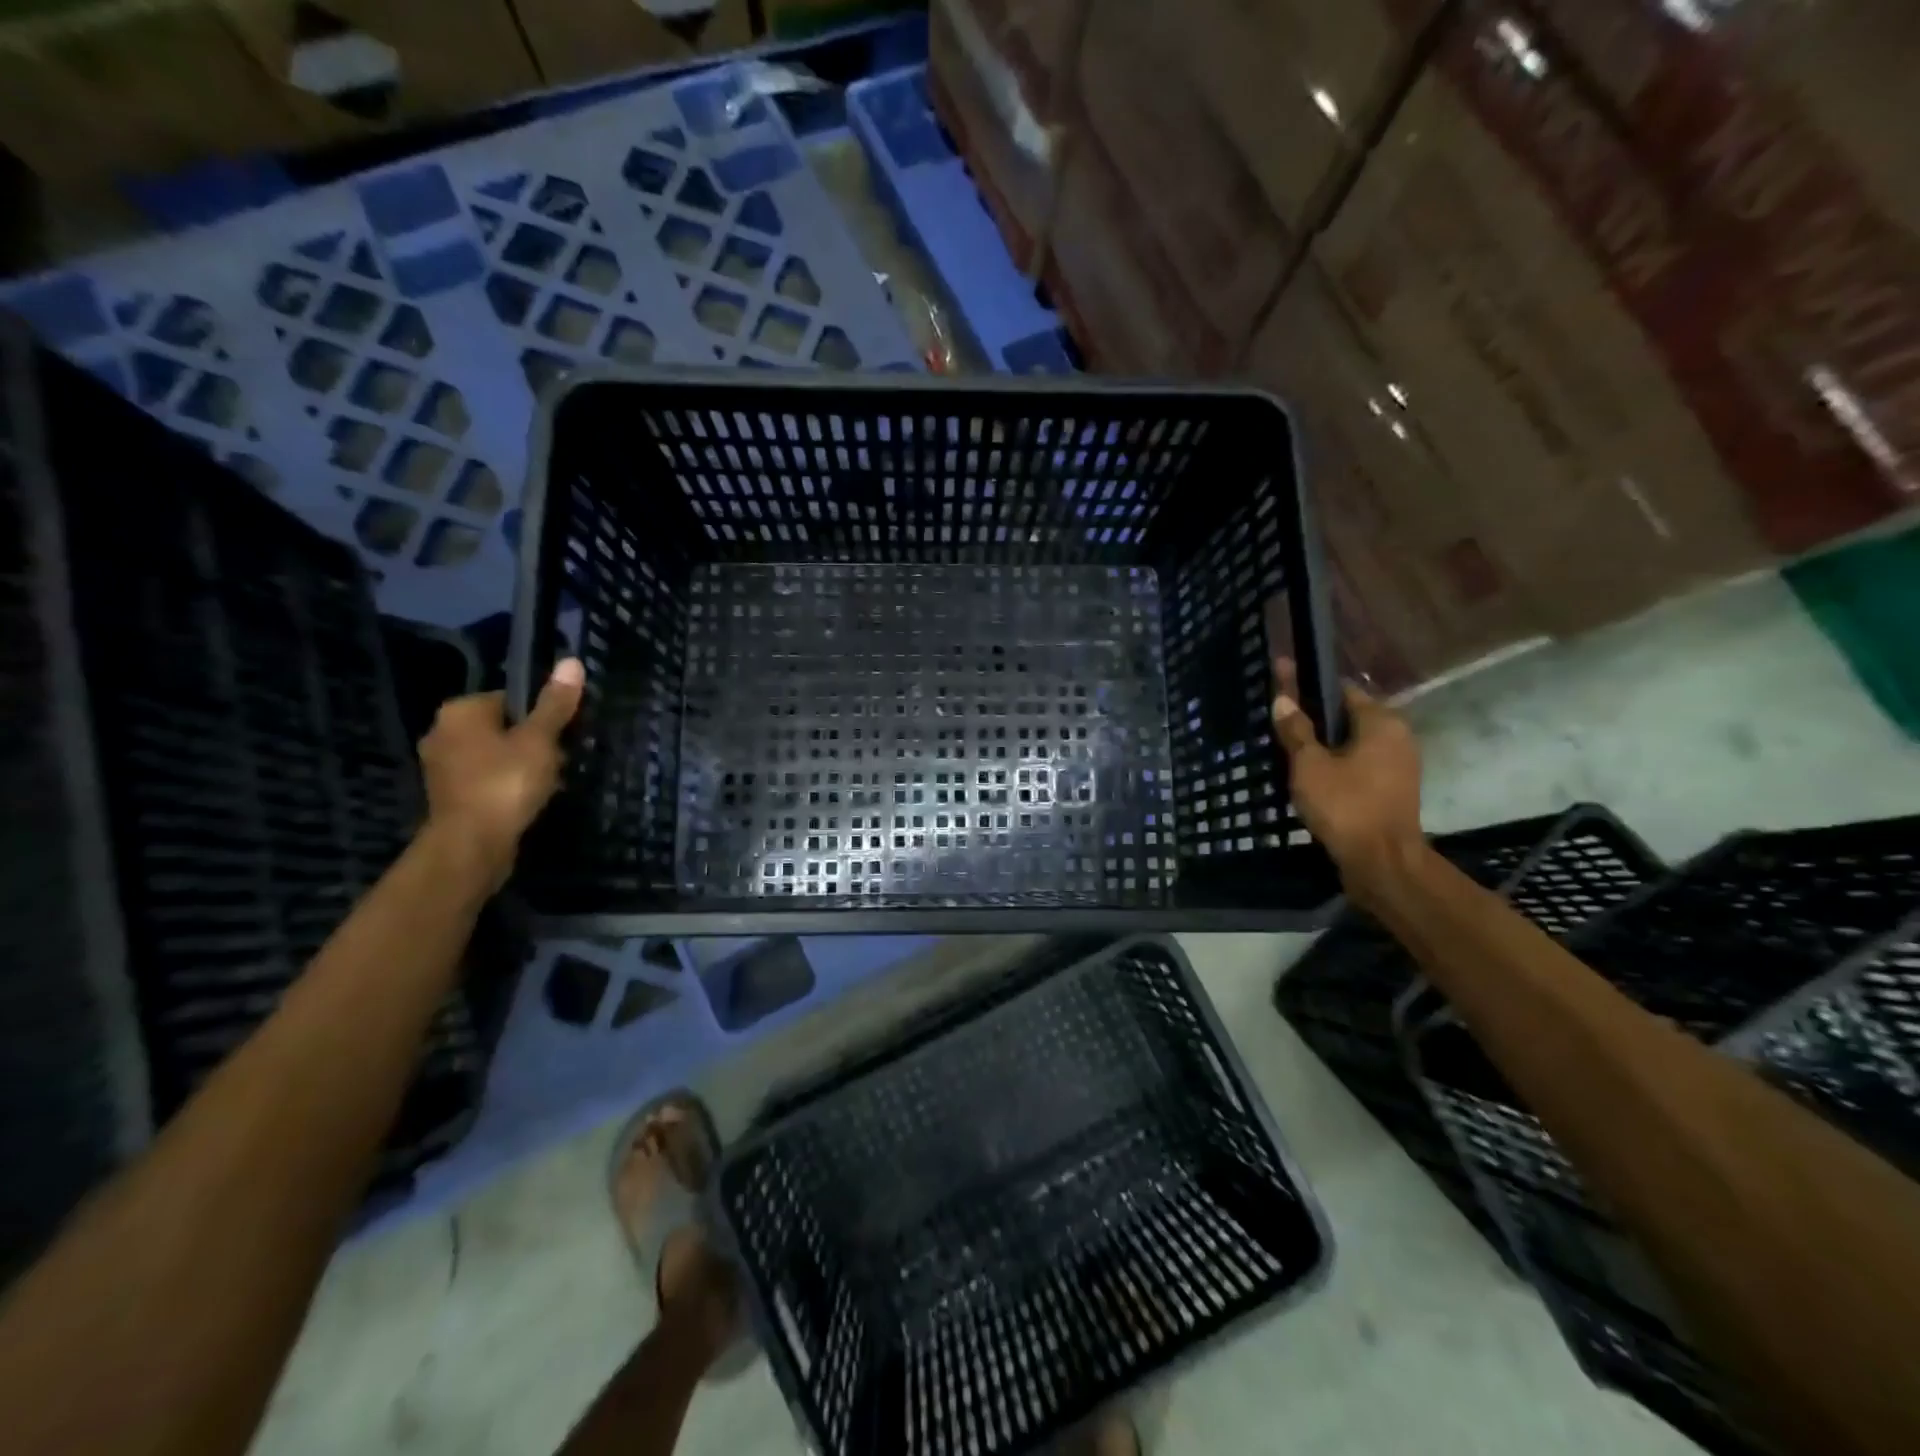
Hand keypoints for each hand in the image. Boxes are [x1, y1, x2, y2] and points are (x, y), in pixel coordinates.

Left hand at [417, 658, 584, 883]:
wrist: (471, 845)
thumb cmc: (505, 783)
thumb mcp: (540, 740)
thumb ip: (555, 704)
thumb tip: (572, 662)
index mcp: (460, 711)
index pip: (510, 698)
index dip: (542, 714)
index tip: (563, 734)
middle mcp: (442, 732)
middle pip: (502, 727)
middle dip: (532, 741)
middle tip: (560, 759)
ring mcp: (441, 767)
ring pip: (494, 755)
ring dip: (521, 765)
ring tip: (549, 781)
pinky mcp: (449, 796)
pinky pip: (486, 779)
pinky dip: (507, 785)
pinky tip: (528, 799)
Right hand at [1271, 666, 1425, 906]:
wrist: (1382, 863)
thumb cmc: (1345, 806)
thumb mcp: (1309, 765)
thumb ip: (1296, 730)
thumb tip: (1283, 700)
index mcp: (1381, 721)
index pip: (1340, 689)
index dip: (1307, 686)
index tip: (1280, 684)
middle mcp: (1397, 736)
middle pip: (1348, 715)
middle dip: (1314, 717)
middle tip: (1279, 721)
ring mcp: (1399, 764)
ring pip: (1353, 742)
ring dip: (1324, 743)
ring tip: (1288, 749)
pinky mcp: (1393, 789)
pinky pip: (1359, 764)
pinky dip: (1336, 764)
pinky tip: (1310, 775)